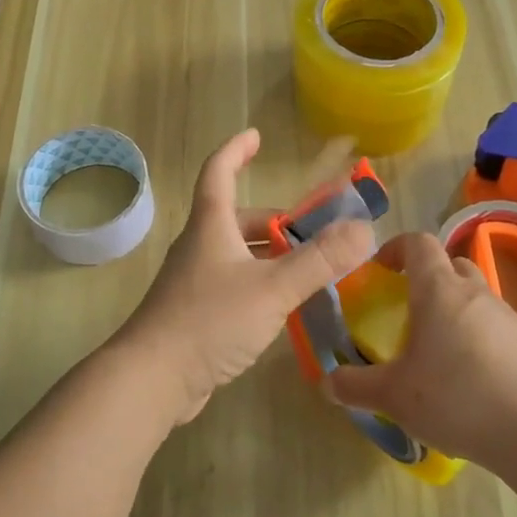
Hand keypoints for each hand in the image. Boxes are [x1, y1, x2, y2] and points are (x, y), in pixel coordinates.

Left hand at [120, 129, 374, 426]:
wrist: (152, 378)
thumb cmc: (210, 320)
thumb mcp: (272, 288)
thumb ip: (320, 260)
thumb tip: (364, 229)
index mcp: (211, 226)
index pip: (218, 171)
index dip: (236, 150)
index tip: (256, 137)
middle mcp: (199, 247)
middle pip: (237, 219)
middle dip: (275, 222)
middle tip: (313, 233)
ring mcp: (194, 282)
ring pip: (237, 256)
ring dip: (271, 257)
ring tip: (308, 271)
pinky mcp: (194, 314)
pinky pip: (233, 286)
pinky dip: (260, 285)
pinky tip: (282, 309)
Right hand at [326, 232, 516, 470]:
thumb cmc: (456, 398)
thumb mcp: (393, 397)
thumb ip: (355, 386)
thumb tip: (327, 382)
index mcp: (439, 290)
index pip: (418, 243)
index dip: (395, 247)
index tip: (380, 270)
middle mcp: (475, 292)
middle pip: (450, 265)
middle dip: (426, 278)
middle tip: (407, 310)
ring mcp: (508, 316)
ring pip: (475, 295)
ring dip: (454, 308)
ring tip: (437, 348)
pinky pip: (495, 325)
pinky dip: (478, 336)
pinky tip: (469, 376)